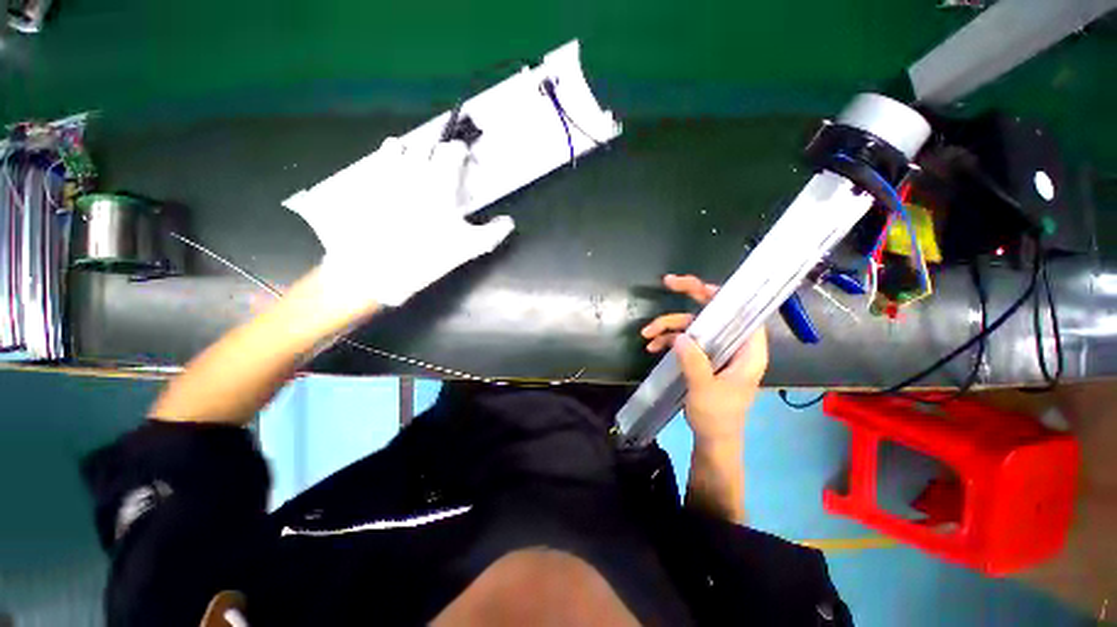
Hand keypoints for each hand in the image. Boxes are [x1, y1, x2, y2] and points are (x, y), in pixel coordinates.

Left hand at [289, 137, 514, 307]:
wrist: (377, 268)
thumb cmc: (428, 255)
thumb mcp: (468, 248)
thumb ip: (493, 232)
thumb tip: (508, 221)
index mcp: (440, 182)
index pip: (453, 150)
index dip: (461, 152)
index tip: (465, 161)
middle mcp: (412, 169)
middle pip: (427, 144)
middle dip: (437, 151)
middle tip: (442, 168)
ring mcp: (385, 173)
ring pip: (397, 146)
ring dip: (409, 152)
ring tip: (414, 168)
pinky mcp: (365, 182)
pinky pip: (375, 161)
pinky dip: (386, 163)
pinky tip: (390, 179)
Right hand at [641, 274, 767, 445]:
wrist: (712, 439)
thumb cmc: (718, 417)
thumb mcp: (705, 390)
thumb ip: (695, 362)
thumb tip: (680, 337)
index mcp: (747, 352)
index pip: (743, 314)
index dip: (723, 296)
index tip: (698, 287)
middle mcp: (733, 346)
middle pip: (714, 313)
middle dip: (689, 298)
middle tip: (668, 283)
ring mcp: (716, 351)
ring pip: (693, 326)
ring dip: (669, 326)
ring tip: (647, 334)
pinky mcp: (702, 358)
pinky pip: (684, 341)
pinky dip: (668, 340)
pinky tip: (652, 346)